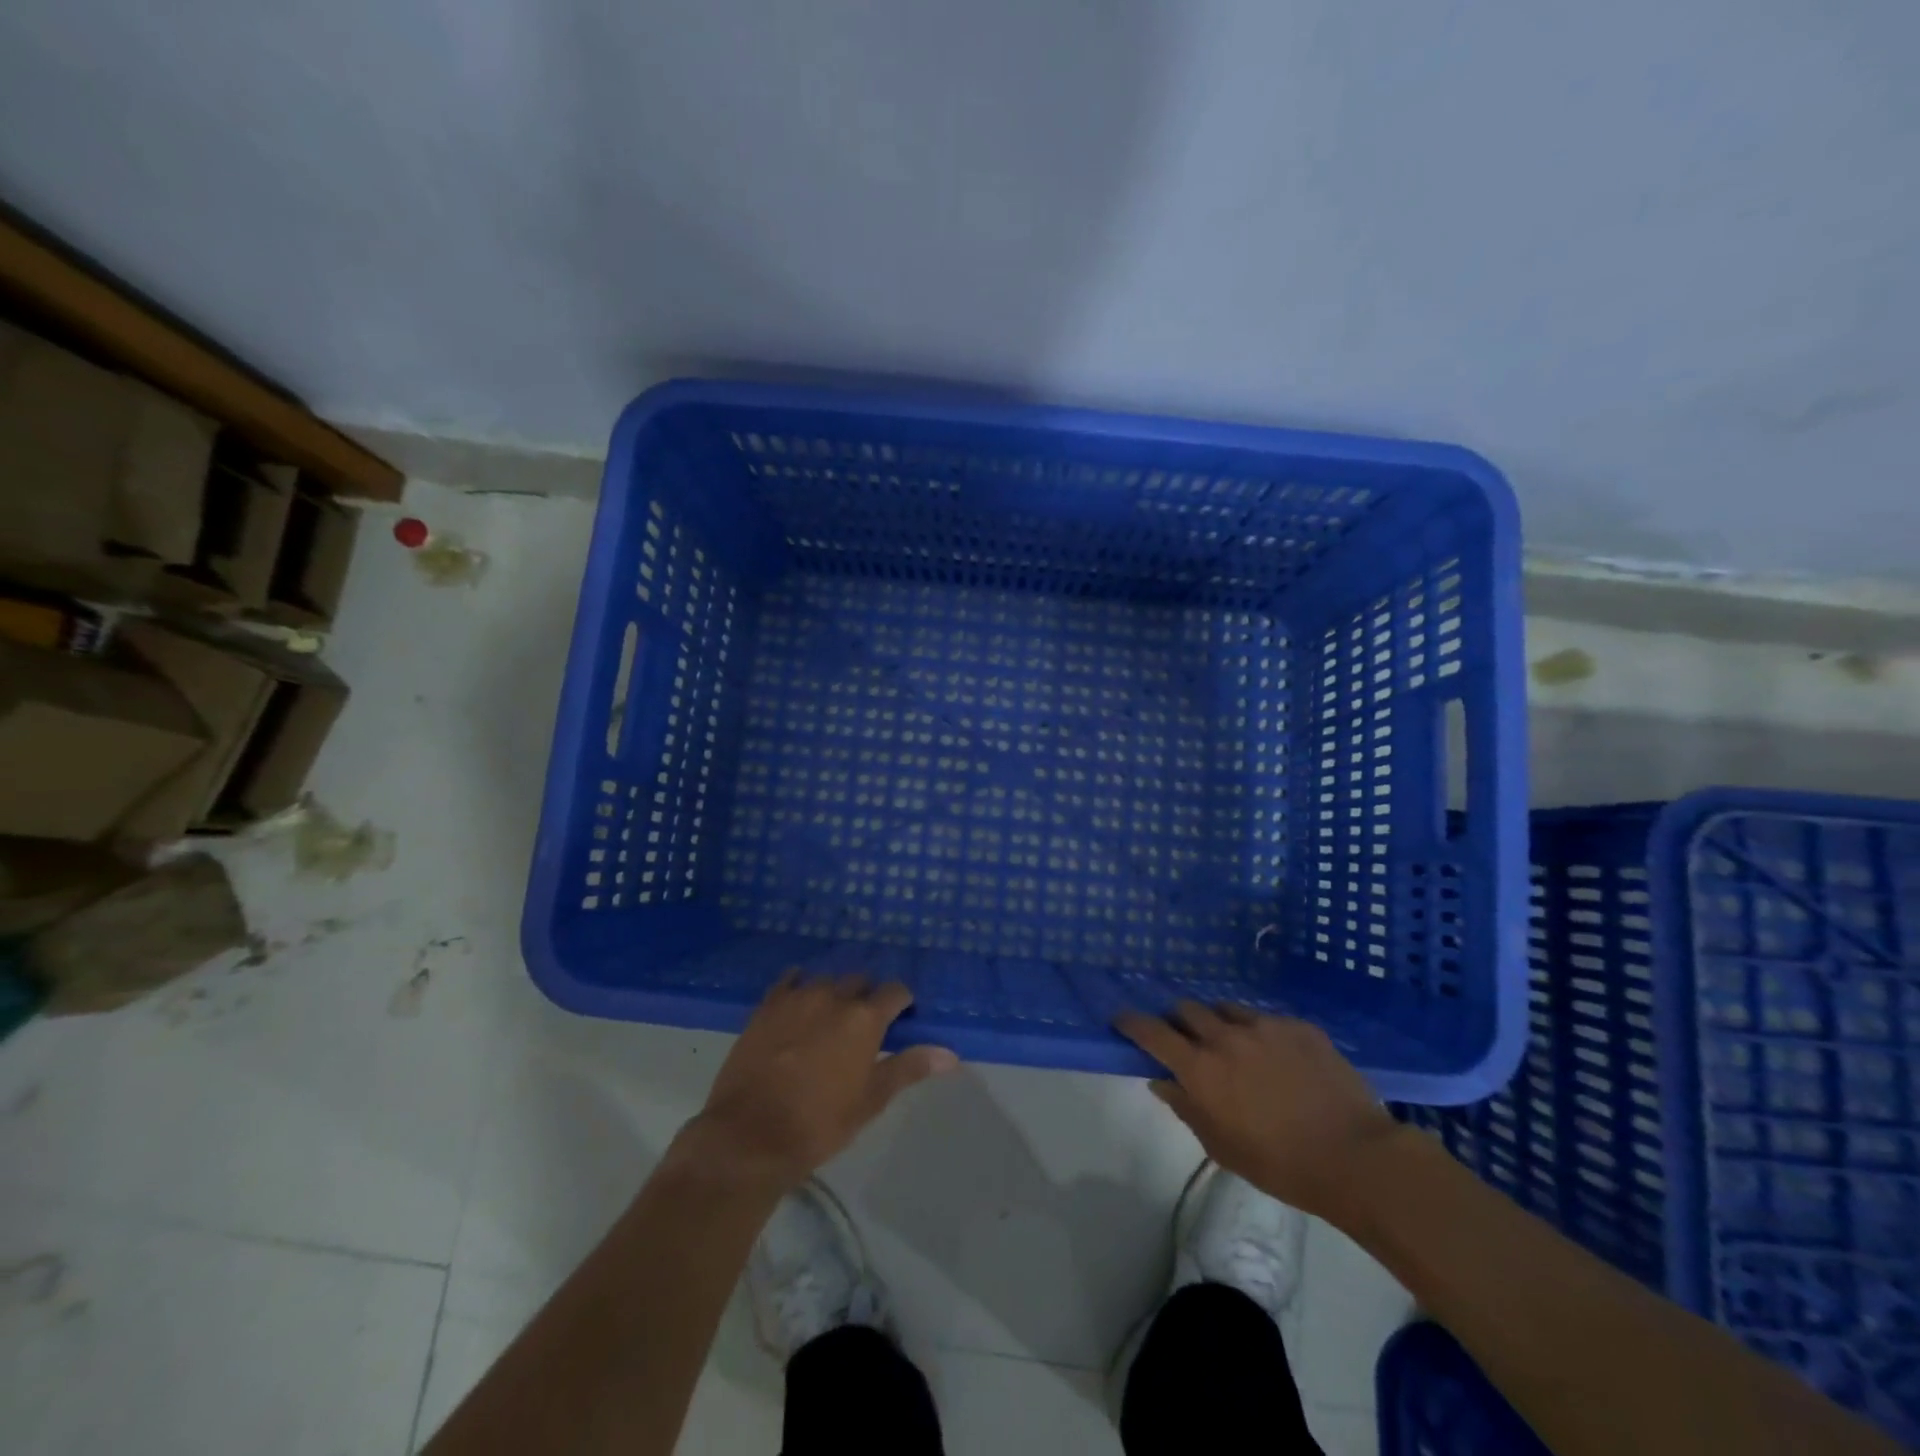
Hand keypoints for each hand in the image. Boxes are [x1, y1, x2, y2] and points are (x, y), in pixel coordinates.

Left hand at [678, 972, 957, 1193]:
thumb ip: (909, 1068)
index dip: (902, 1003)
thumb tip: (951, 1054)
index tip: (901, 1018)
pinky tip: (799, 1001)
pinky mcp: (766, 1006)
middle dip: (867, 995)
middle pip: (860, 980)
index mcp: (864, 1018)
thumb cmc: (818, 1124)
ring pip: (825, 979)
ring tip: (831, 1015)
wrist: (748, 1136)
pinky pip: (789, 981)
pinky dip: (800, 985)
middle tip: (865, 1024)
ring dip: (834, 991)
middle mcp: (833, 996)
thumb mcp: (870, 1101)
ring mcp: (797, 997)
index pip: (895, 991)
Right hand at [1116, 1003, 1401, 1219]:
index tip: (1121, 1019)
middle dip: (1177, 1020)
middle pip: (1186, 1009)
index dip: (1131, 1022)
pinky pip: (1265, 1018)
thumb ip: (1186, 1107)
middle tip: (1183, 1038)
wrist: (1354, 1156)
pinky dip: (1257, 1031)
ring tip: (1229, 1042)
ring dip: (1216, 1021)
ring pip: (1225, 1008)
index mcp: (1201, 1068)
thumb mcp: (1221, 1146)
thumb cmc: (1280, 1164)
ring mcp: (1264, 1026)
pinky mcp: (1297, 1025)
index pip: (1152, 1032)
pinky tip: (1274, 1055)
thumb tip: (1161, 1080)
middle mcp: (1225, 1036)